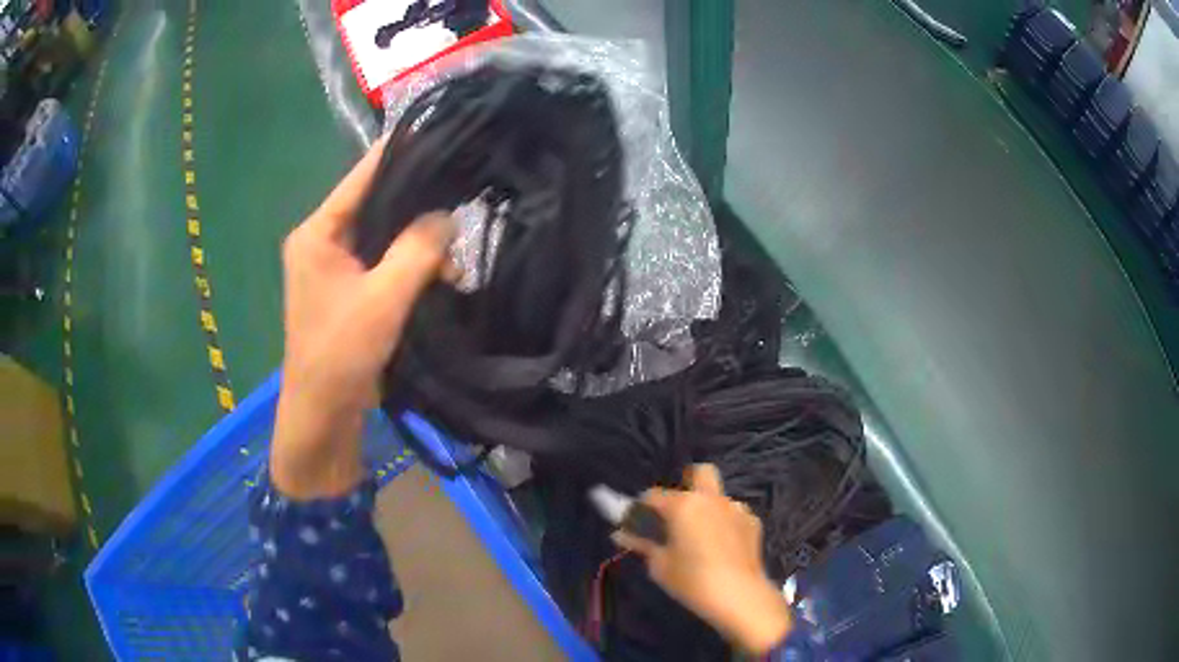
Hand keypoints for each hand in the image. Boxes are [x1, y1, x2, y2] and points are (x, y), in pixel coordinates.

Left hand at [271, 137, 455, 499]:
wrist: (323, 415)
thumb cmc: (341, 353)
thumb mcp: (383, 298)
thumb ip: (417, 250)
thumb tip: (449, 216)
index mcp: (318, 231)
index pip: (363, 175)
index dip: (403, 153)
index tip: (446, 135)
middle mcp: (323, 240)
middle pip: (375, 202)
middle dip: (418, 201)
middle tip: (464, 187)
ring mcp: (335, 265)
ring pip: (383, 233)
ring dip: (418, 238)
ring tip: (458, 237)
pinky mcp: (349, 289)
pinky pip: (384, 261)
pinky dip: (411, 262)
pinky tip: (443, 267)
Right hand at [613, 464, 792, 653]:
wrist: (739, 595)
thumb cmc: (692, 580)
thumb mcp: (660, 565)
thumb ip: (642, 544)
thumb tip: (621, 534)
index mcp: (683, 505)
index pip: (654, 495)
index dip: (642, 507)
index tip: (637, 522)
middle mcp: (710, 499)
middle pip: (699, 473)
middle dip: (687, 483)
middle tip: (677, 511)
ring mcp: (736, 508)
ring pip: (718, 497)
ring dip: (707, 508)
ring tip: (701, 535)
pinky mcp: (753, 522)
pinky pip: (733, 515)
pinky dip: (725, 524)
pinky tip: (721, 546)